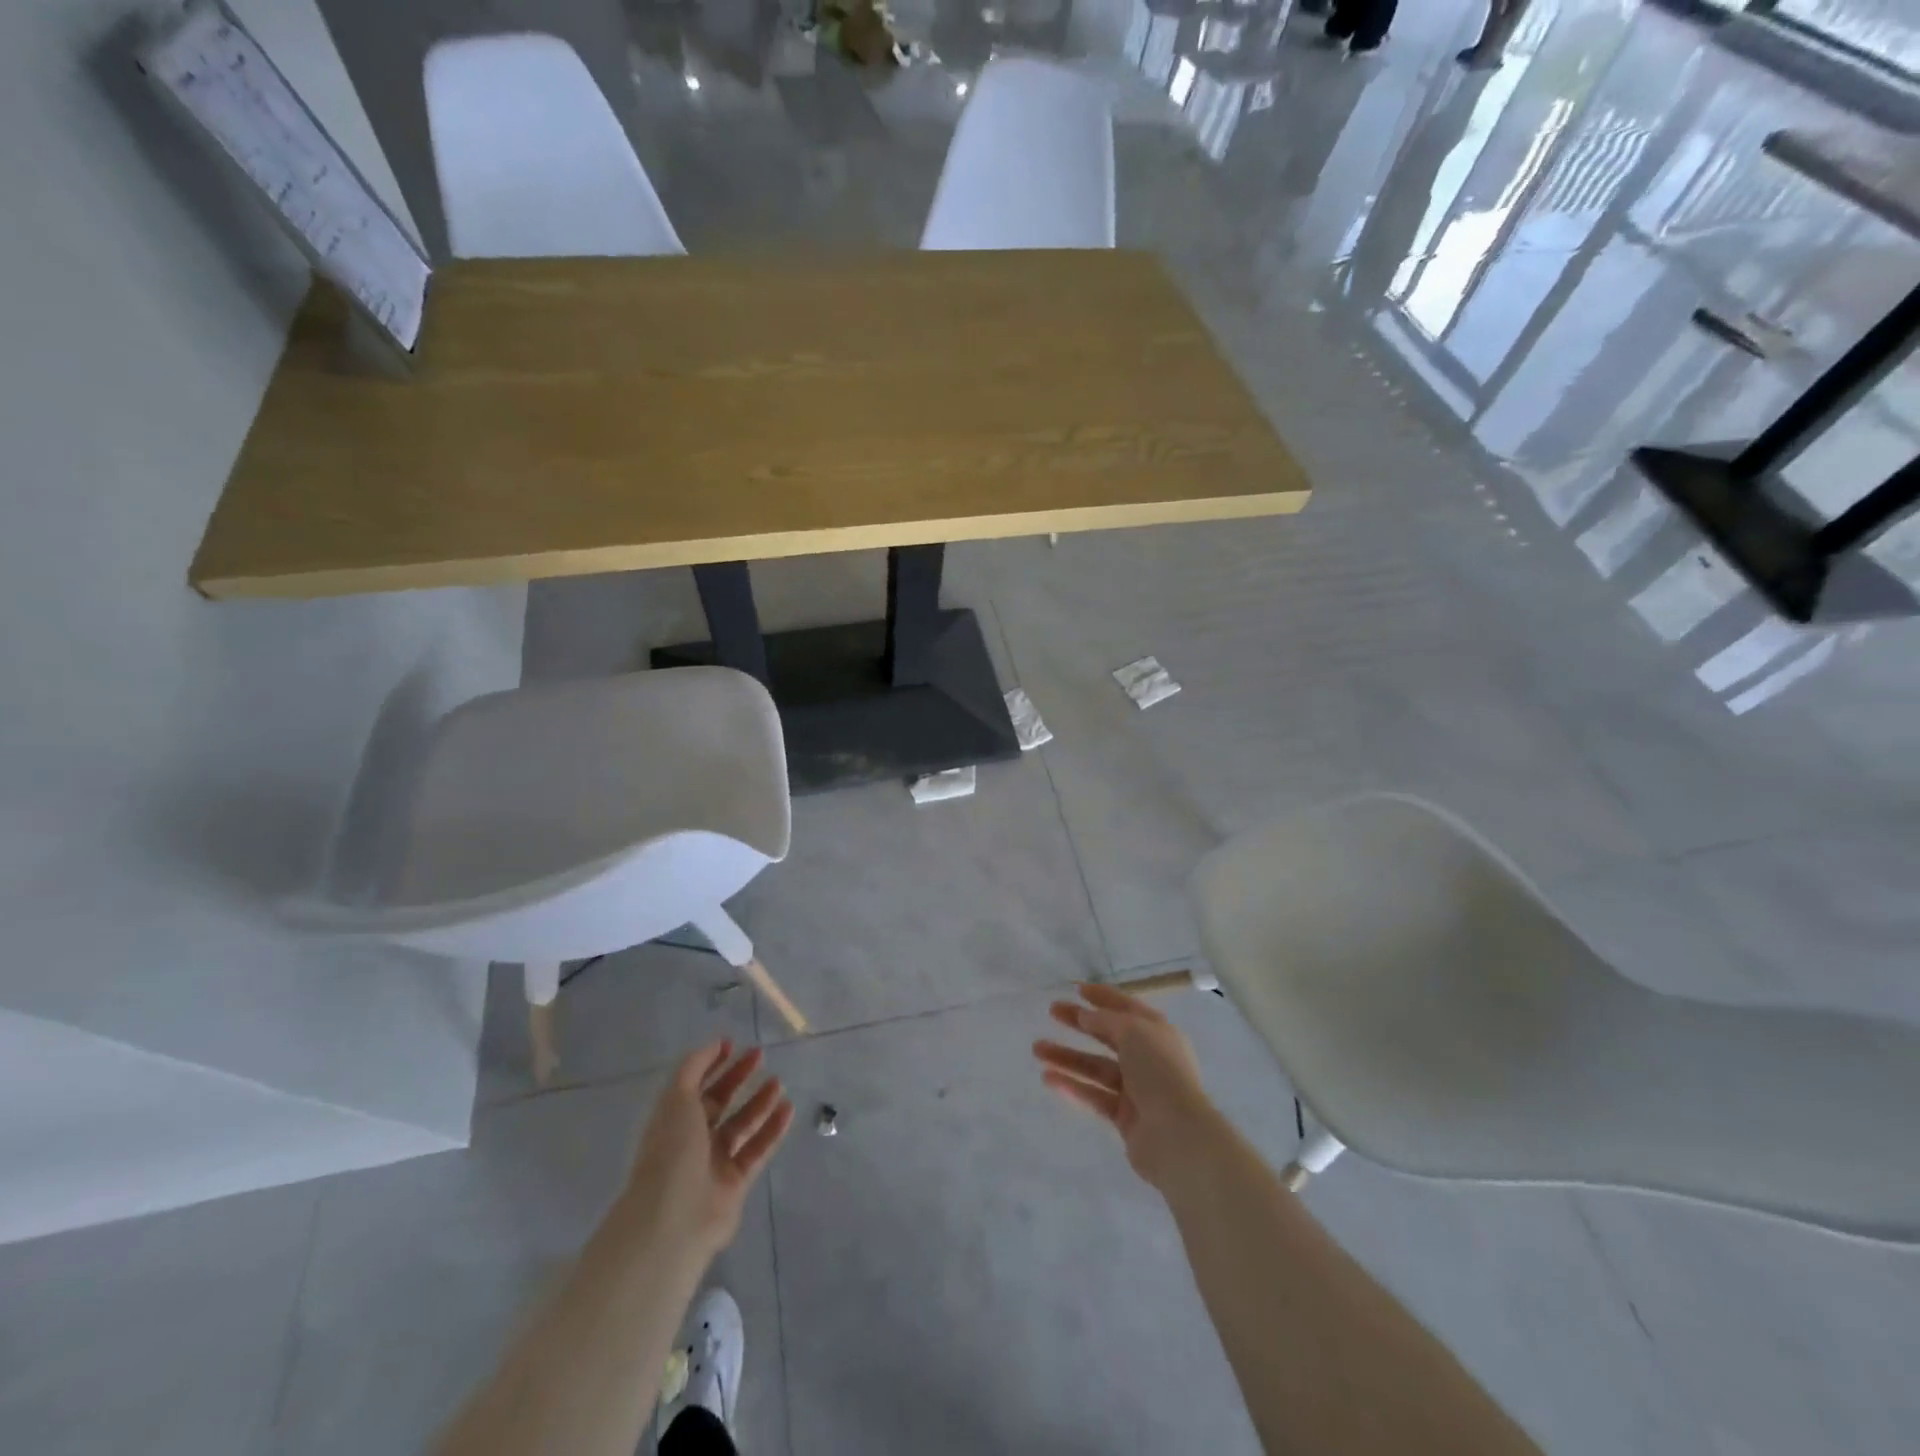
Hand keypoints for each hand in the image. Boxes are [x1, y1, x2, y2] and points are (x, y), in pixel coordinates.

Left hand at [623, 1041, 794, 1257]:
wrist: (674, 1219)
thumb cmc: (671, 1151)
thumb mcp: (677, 1098)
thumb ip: (694, 1067)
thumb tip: (715, 1044)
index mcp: (673, 1120)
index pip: (695, 1086)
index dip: (712, 1064)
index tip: (733, 1044)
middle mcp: (692, 1140)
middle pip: (719, 1103)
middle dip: (738, 1078)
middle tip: (761, 1056)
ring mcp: (714, 1163)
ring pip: (742, 1126)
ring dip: (759, 1102)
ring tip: (778, 1081)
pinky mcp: (736, 1183)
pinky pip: (758, 1150)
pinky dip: (773, 1129)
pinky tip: (788, 1109)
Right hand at [1034, 983, 1223, 1193]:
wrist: (1177, 1135)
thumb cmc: (1159, 1071)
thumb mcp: (1133, 1032)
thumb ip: (1106, 1021)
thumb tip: (1086, 1017)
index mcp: (1157, 1032)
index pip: (1127, 1007)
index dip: (1103, 997)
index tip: (1077, 989)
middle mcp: (1148, 1057)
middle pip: (1108, 1035)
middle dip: (1079, 1023)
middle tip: (1052, 1012)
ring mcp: (1137, 1089)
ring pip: (1096, 1067)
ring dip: (1068, 1057)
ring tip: (1037, 1049)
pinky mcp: (1125, 1117)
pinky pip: (1094, 1095)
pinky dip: (1073, 1086)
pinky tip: (1048, 1078)